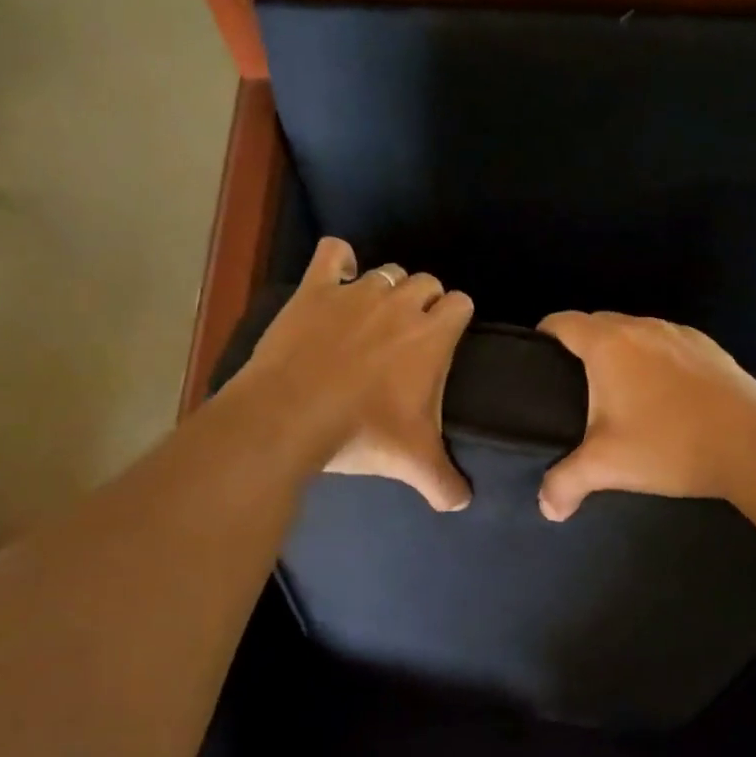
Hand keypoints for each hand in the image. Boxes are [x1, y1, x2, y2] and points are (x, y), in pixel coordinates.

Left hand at [231, 238, 474, 510]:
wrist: (292, 416)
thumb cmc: (363, 433)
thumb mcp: (413, 464)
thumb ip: (445, 482)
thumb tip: (463, 502)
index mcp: (432, 336)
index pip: (461, 303)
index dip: (455, 319)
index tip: (444, 341)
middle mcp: (400, 304)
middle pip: (427, 282)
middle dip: (424, 302)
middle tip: (408, 336)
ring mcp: (356, 292)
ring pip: (386, 272)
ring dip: (387, 289)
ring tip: (374, 318)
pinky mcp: (316, 290)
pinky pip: (333, 254)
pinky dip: (338, 262)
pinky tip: (336, 278)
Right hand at [536, 311, 755, 520]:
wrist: (753, 445)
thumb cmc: (668, 445)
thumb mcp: (606, 467)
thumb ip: (565, 484)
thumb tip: (546, 509)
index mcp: (608, 344)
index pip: (563, 322)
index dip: (544, 336)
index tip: (537, 359)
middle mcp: (642, 327)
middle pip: (598, 323)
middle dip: (581, 346)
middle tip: (572, 386)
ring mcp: (680, 334)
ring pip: (636, 332)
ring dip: (621, 353)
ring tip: (618, 391)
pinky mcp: (710, 348)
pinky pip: (668, 345)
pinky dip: (655, 360)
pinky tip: (664, 396)